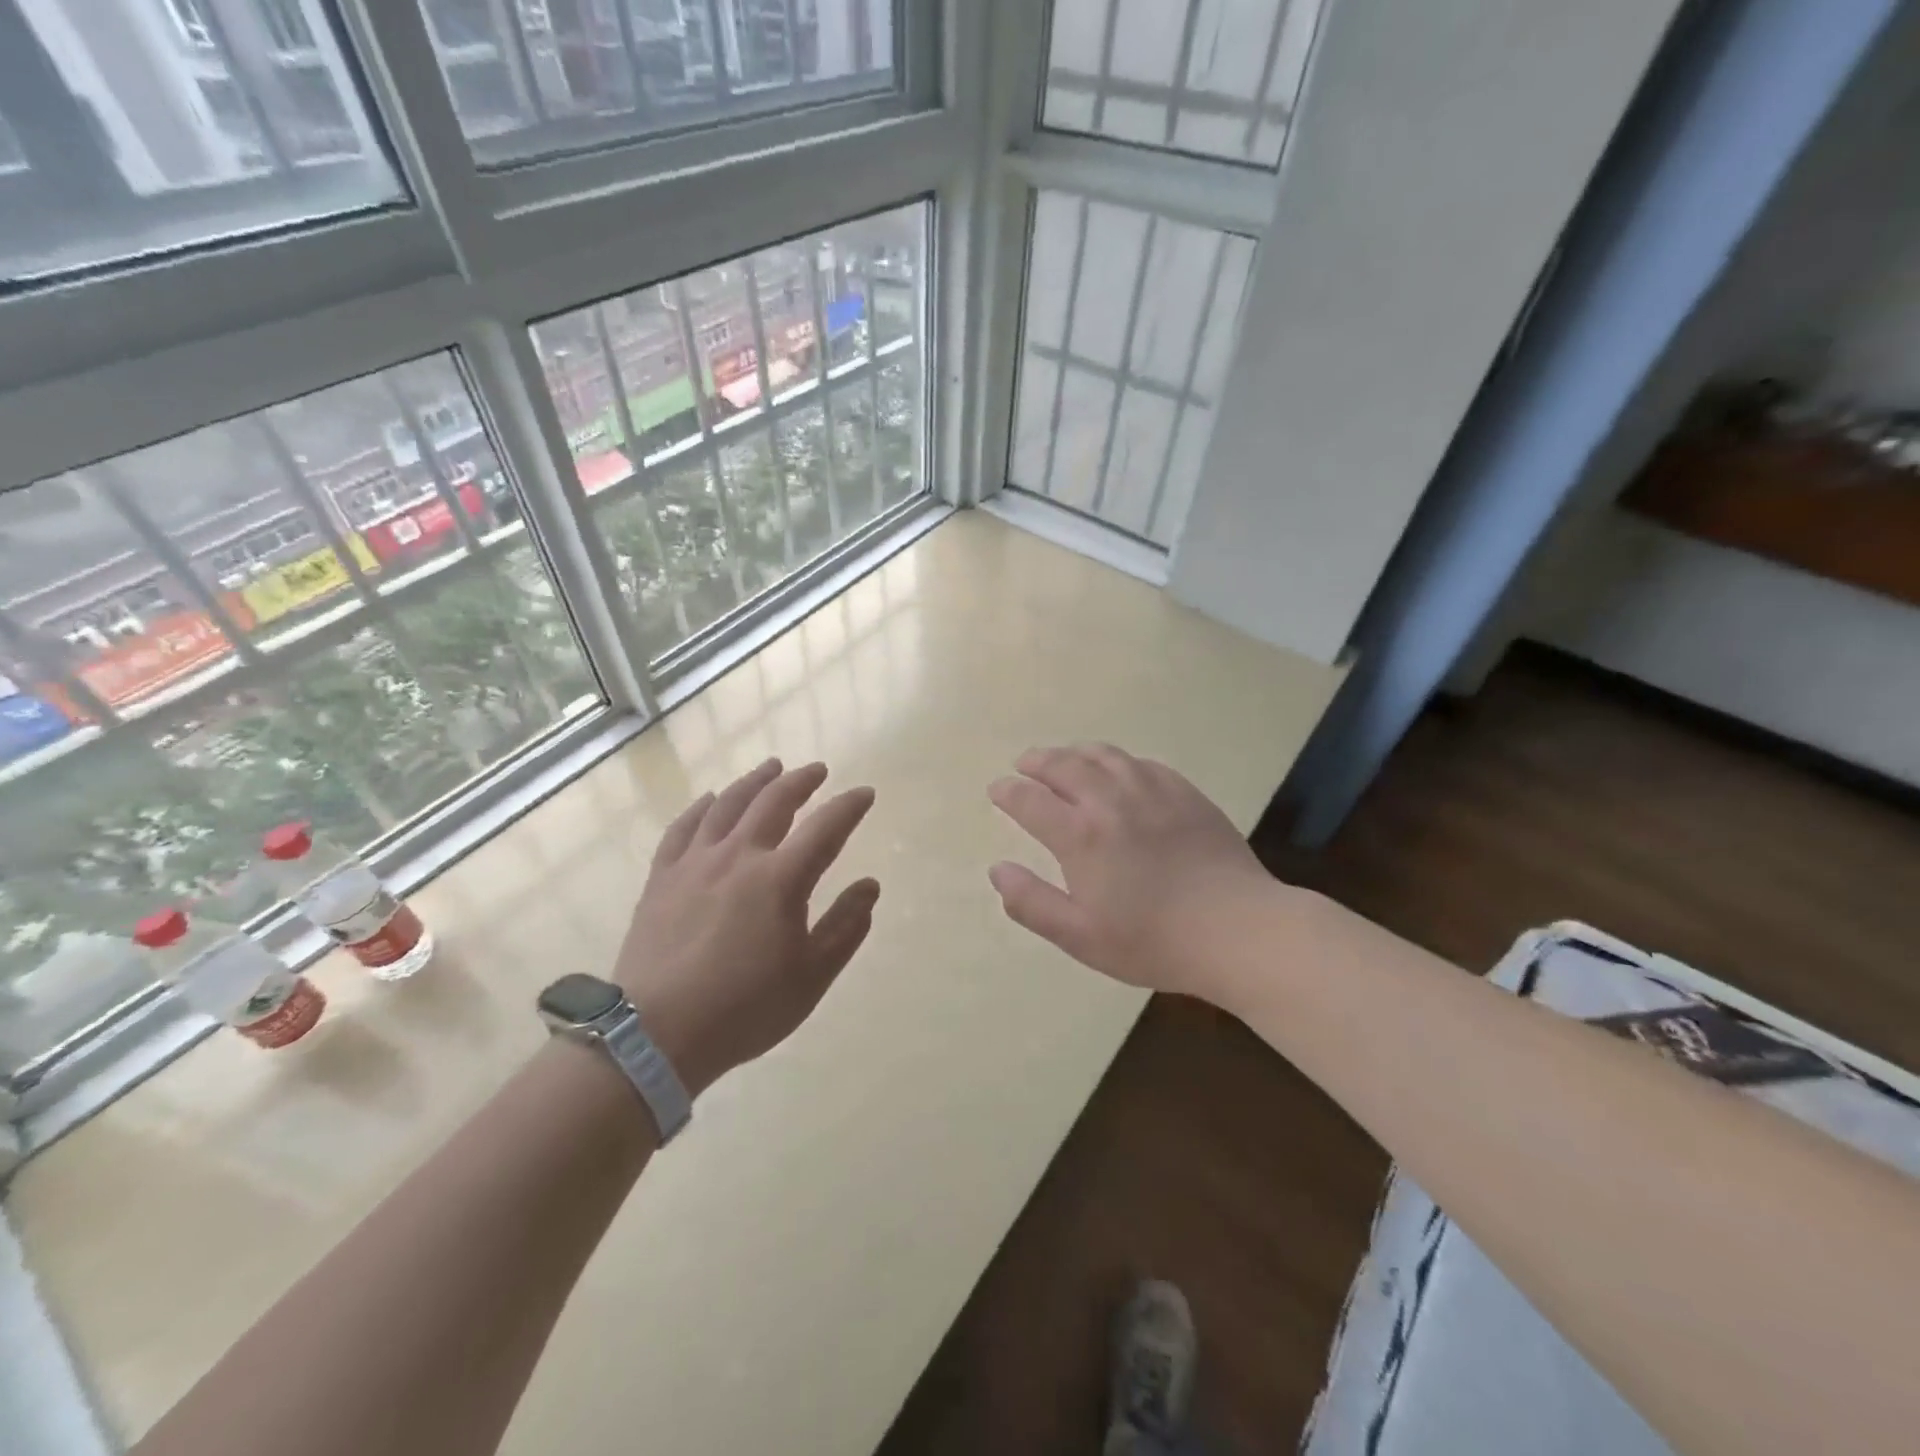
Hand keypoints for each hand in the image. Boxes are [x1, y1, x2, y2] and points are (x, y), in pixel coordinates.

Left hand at [614, 758, 878, 1096]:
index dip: (849, 806)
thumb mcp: (811, 977)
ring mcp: (695, 862)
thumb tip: (870, 885)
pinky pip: (683, 828)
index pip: (825, 827)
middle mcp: (739, 856)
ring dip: (754, 782)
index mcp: (781, 879)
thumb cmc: (745, 1009)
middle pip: (774, 802)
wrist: (656, 1034)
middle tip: (817, 771)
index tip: (864, 793)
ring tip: (771, 767)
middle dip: (801, 781)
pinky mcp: (662, 877)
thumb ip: (845, 927)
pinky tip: (709, 800)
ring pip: (728, 804)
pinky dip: (701, 807)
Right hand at [987, 744, 1270, 996]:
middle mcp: (1111, 800)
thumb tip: (997, 869)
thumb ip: (1031, 902)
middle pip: (1064, 765)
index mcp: (1080, 835)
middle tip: (1024, 764)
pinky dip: (1117, 761)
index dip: (1008, 792)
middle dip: (1037, 762)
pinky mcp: (1184, 792)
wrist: (1237, 929)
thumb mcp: (1079, 936)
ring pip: (1103, 755)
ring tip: (1064, 757)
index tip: (997, 789)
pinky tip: (1118, 770)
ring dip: (1074, 752)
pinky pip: (1141, 763)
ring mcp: (1151, 791)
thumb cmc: (1152, 940)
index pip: (1030, 800)